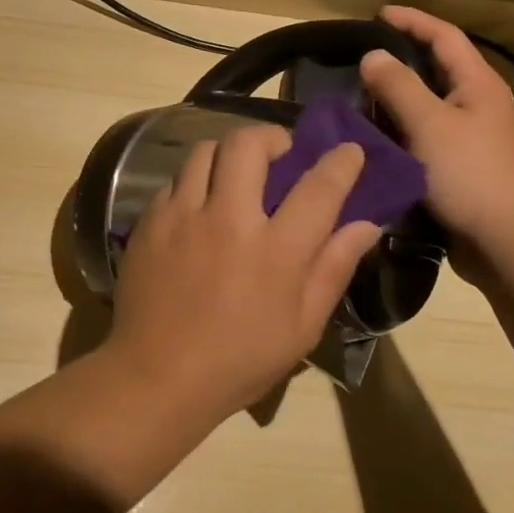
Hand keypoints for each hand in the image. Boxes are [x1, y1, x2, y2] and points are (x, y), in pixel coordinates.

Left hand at [105, 124, 382, 419]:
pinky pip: (175, 182)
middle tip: (279, 155)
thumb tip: (365, 224)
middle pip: (248, 145)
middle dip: (271, 137)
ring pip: (204, 152)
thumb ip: (333, 268)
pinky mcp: (149, 222)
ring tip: (236, 176)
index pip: (318, 187)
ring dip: (228, 154)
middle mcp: (227, 220)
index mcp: (275, 251)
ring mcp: (182, 216)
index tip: (349, 151)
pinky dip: (194, 183)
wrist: (156, 376)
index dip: (340, 162)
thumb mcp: (302, 327)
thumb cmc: (239, 360)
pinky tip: (199, 208)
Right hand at [359, 6, 513, 260]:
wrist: (511, 242)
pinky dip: (399, 132)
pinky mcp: (461, 167)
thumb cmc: (472, 175)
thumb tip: (373, 56)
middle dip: (398, 61)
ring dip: (394, 101)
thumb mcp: (429, 125)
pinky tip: (373, 141)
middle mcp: (477, 104)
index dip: (412, 20)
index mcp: (477, 84)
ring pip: (426, 106)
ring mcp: (470, 137)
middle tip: (357, 62)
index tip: (377, 14)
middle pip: (435, 70)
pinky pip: (424, 137)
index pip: (444, 36)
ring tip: (356, 101)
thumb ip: (398, 86)